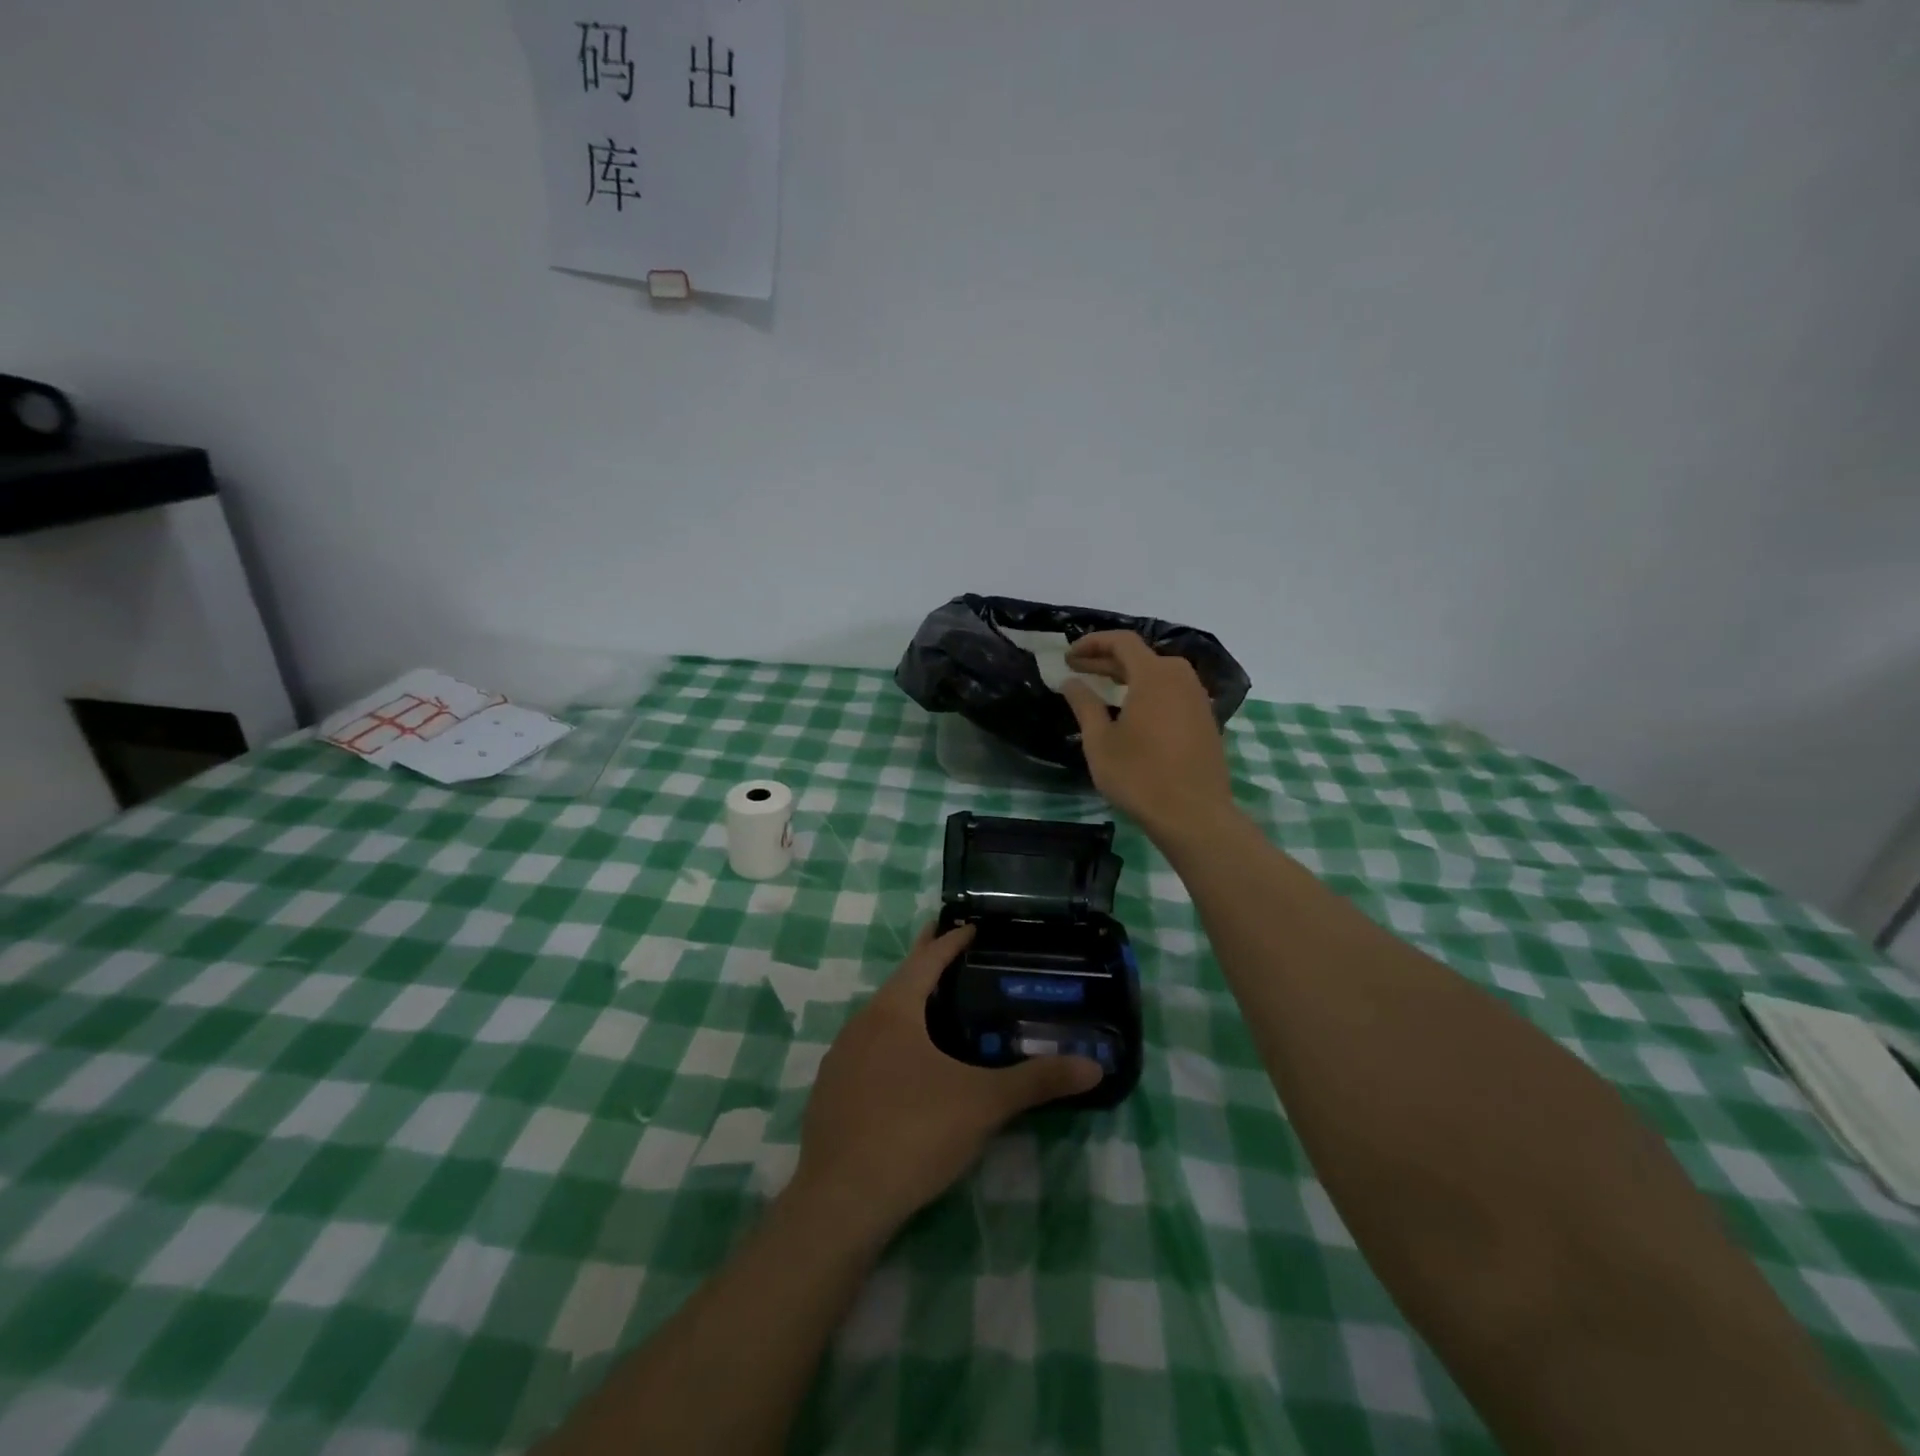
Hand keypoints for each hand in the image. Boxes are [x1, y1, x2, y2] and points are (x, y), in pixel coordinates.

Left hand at [793, 923, 1102, 1242]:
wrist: (840, 1201)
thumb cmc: (913, 1132)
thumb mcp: (982, 1104)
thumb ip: (1037, 1081)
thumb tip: (1094, 1067)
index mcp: (893, 1010)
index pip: (926, 959)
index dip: (950, 941)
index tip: (971, 926)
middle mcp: (861, 1024)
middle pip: (901, 984)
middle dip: (929, 968)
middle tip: (961, 958)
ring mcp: (840, 1059)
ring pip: (881, 1020)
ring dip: (910, 1009)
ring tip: (941, 1013)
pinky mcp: (831, 1094)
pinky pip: (868, 1053)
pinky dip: (893, 1046)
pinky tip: (909, 1071)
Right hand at [1063, 630, 1236, 845]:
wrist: (1194, 815)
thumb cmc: (1139, 775)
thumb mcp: (1100, 741)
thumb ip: (1084, 704)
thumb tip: (1070, 680)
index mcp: (1154, 675)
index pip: (1122, 641)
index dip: (1092, 643)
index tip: (1069, 656)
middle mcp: (1180, 678)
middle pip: (1141, 656)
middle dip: (1106, 660)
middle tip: (1078, 671)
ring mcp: (1198, 699)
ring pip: (1159, 674)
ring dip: (1129, 676)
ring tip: (1103, 689)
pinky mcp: (1206, 720)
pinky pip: (1173, 692)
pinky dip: (1149, 692)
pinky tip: (1133, 712)